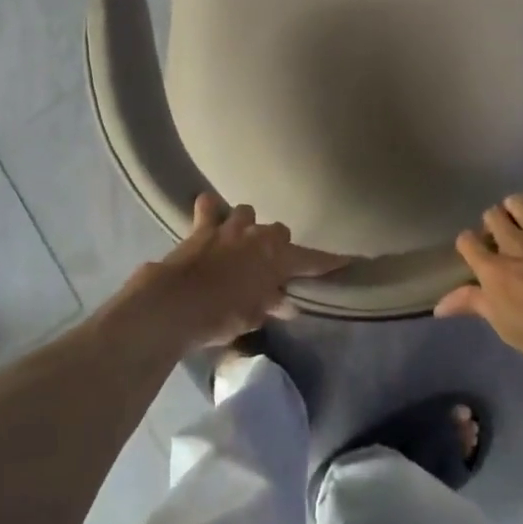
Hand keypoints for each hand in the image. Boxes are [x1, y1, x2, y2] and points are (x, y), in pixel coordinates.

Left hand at [123, 194, 350, 347]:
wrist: (174, 303)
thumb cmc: (221, 315)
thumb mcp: (253, 316)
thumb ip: (271, 304)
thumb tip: (288, 304)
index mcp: (276, 257)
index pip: (311, 259)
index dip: (330, 261)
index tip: (348, 260)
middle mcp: (257, 235)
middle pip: (279, 231)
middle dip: (278, 245)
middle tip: (272, 264)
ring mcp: (229, 227)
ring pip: (246, 212)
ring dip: (247, 224)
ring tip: (242, 239)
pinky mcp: (201, 227)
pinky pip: (208, 207)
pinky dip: (210, 210)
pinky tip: (210, 216)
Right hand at [438, 184, 522, 384]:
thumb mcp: (508, 330)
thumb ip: (474, 306)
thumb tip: (438, 305)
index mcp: (493, 271)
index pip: (466, 241)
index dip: (469, 246)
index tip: (477, 256)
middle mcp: (512, 244)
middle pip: (491, 217)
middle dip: (493, 227)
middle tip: (504, 242)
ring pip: (516, 202)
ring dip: (516, 210)